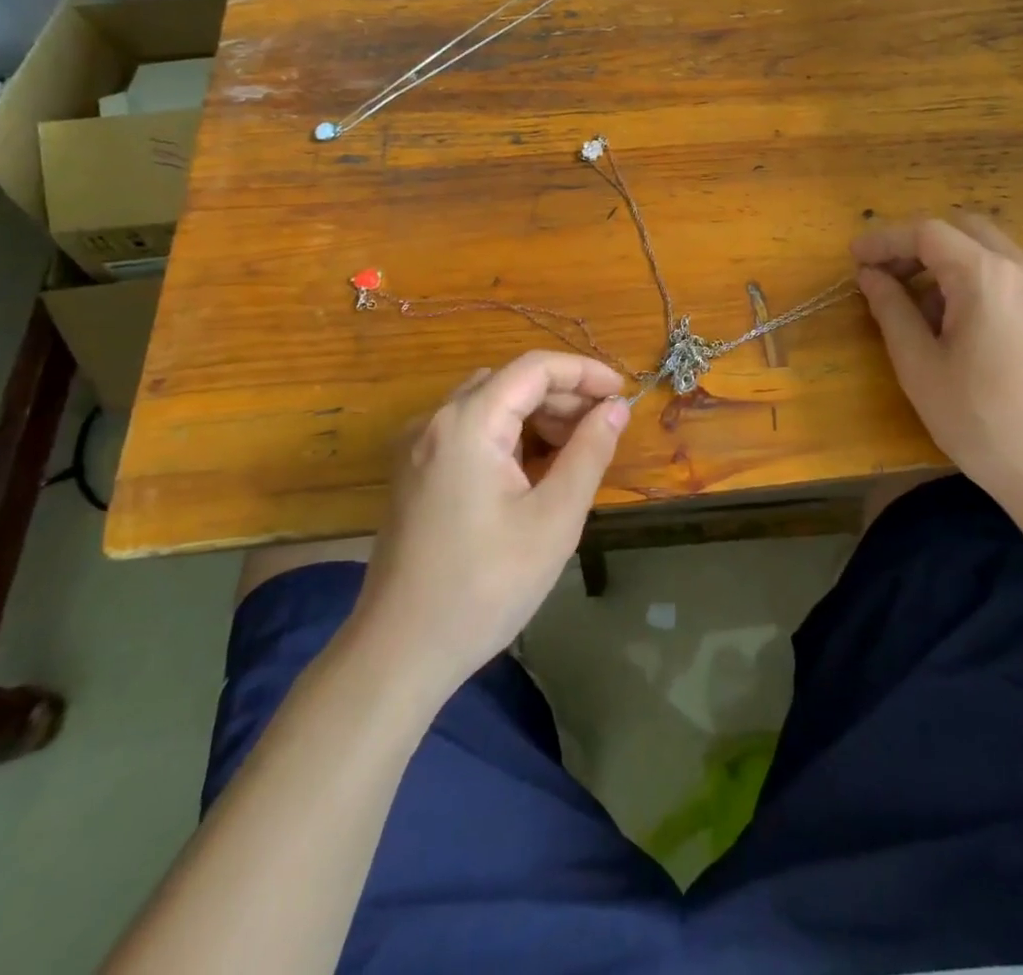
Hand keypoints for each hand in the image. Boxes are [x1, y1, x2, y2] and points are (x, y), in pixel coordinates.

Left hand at [349, 352, 628, 693]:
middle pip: (509, 383)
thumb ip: (589, 453)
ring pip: (489, 405)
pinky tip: (534, 472)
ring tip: (575, 451)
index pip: (534, 368)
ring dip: (536, 416)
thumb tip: (615, 409)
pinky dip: (508, 437)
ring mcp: (418, 448)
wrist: (400, 653)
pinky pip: (469, 432)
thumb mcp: (554, 519)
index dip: (584, 373)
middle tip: (604, 429)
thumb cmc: (485, 586)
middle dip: (562, 397)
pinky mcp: (414, 473)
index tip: (622, 394)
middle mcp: (435, 422)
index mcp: (467, 423)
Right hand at [852, 216, 1022, 525]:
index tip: (855, 259)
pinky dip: (981, 281)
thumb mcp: (920, 367)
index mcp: (989, 277)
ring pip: (993, 251)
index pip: (928, 233)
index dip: (886, 241)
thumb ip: (891, 310)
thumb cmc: (981, 422)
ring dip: (951, 264)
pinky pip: (1016, 276)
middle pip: (965, 230)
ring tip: (922, 310)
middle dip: (920, 246)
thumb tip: (870, 276)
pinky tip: (964, 327)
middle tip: (887, 277)